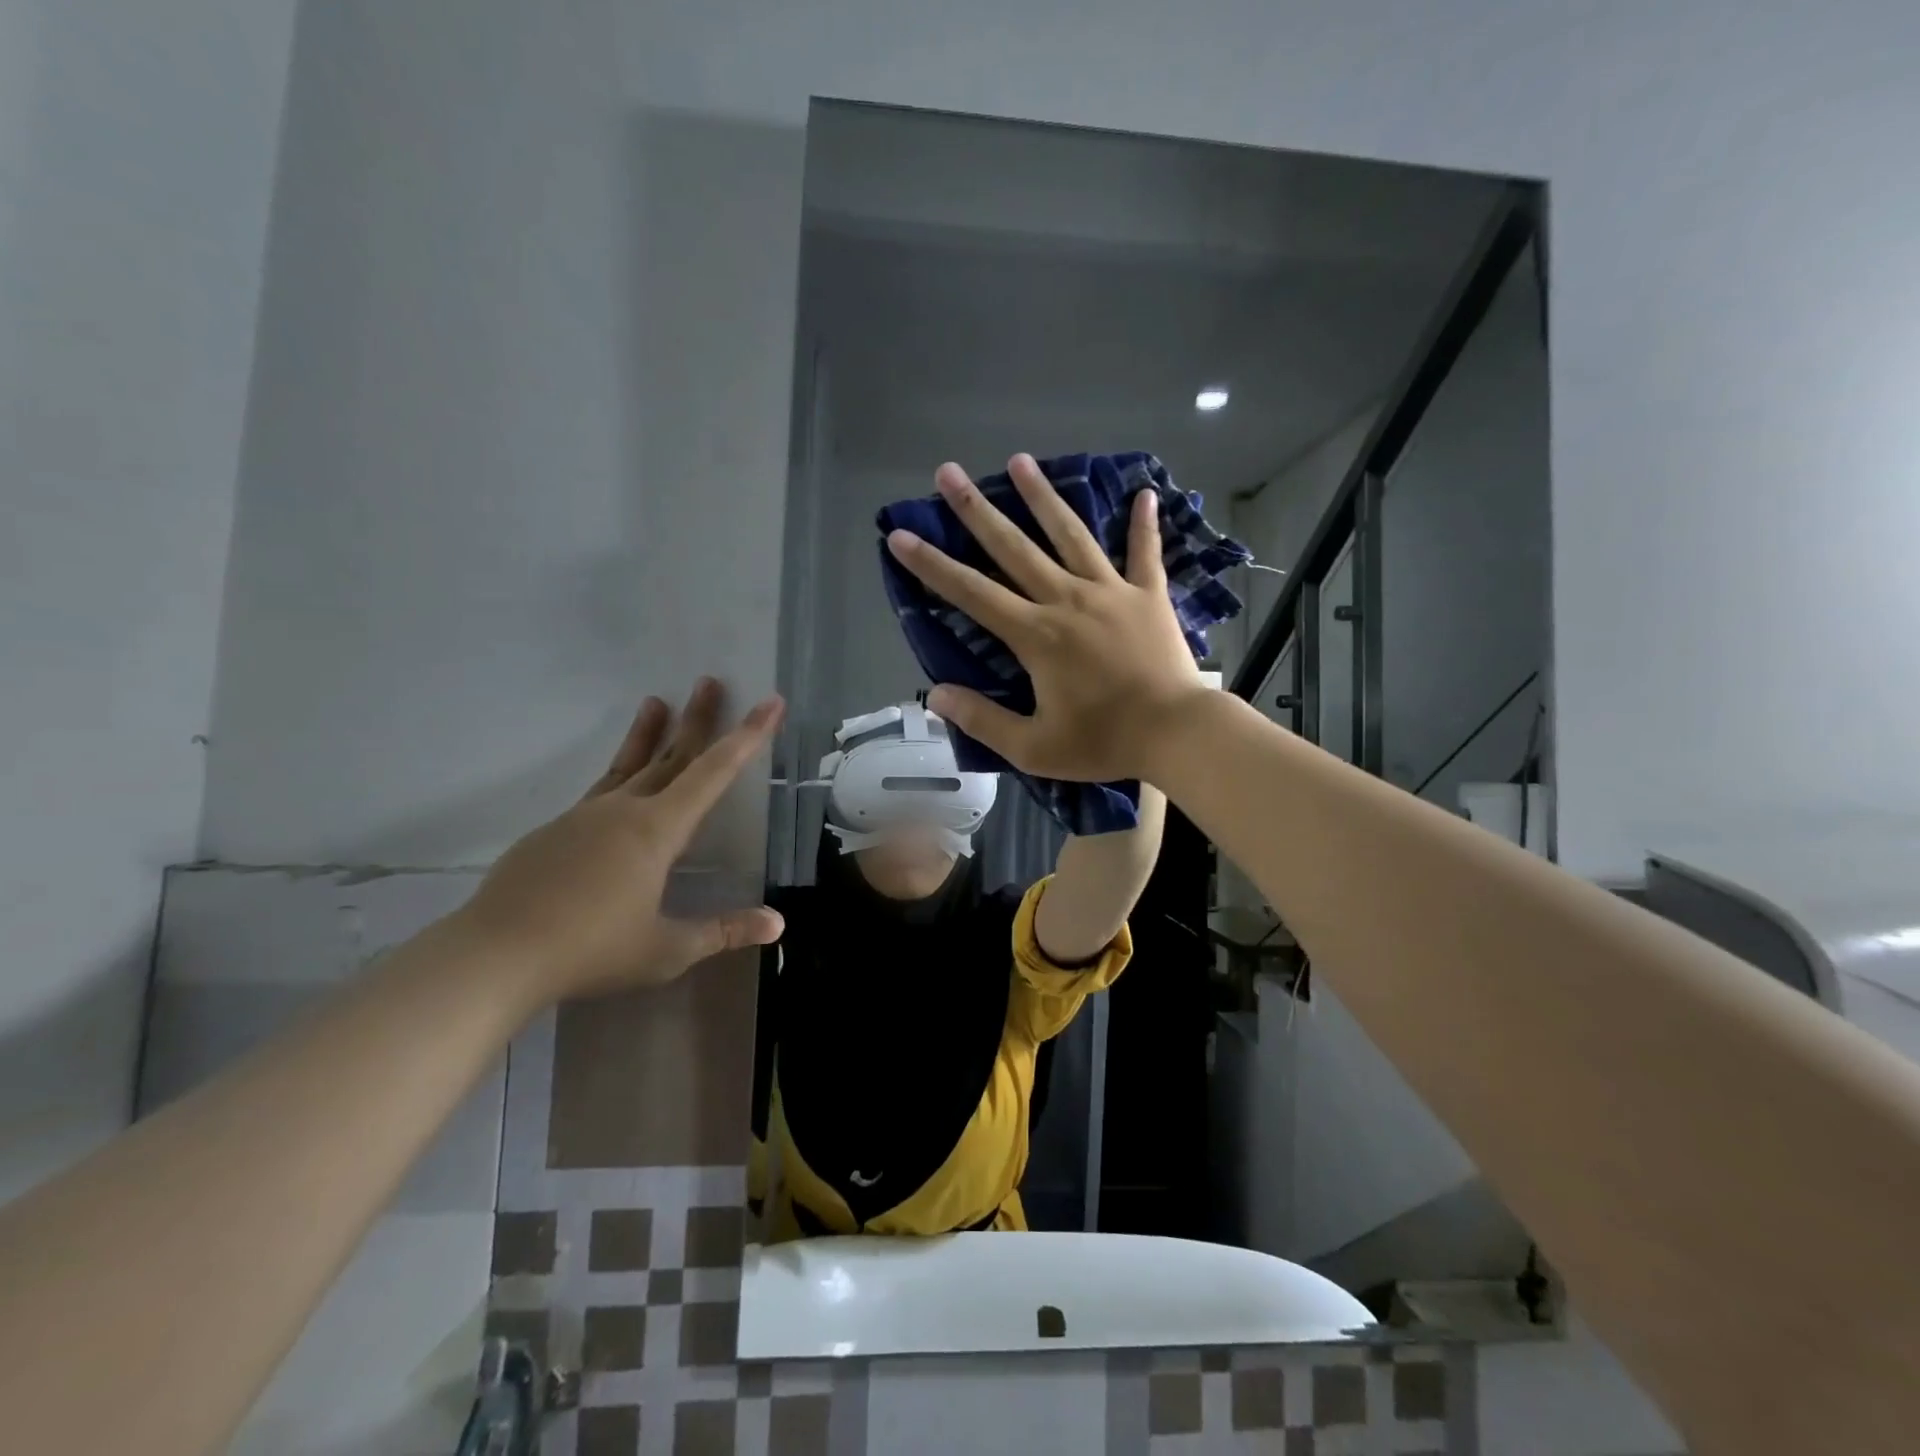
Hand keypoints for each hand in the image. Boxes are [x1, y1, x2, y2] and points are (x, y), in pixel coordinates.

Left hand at [456, 679, 785, 1001]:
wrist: (494, 957)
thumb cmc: (591, 950)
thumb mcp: (667, 949)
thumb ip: (723, 931)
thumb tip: (778, 923)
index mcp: (657, 830)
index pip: (714, 772)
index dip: (747, 736)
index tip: (769, 703)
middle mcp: (622, 811)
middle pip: (670, 755)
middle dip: (696, 719)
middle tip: (709, 681)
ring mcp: (582, 818)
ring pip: (626, 766)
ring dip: (648, 735)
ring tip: (655, 702)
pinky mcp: (551, 833)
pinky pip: (597, 797)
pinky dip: (618, 780)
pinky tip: (617, 797)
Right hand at [885, 454, 1207, 783]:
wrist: (1177, 735)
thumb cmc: (1103, 743)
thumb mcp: (1033, 747)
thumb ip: (982, 720)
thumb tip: (934, 695)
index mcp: (1036, 635)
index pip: (972, 593)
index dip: (932, 565)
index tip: (901, 535)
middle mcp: (1067, 600)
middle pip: (1013, 547)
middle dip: (976, 510)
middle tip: (948, 472)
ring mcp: (1111, 592)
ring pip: (1070, 535)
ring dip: (1042, 497)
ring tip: (1019, 460)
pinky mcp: (1149, 596)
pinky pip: (1144, 553)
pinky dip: (1144, 524)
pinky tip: (1144, 493)